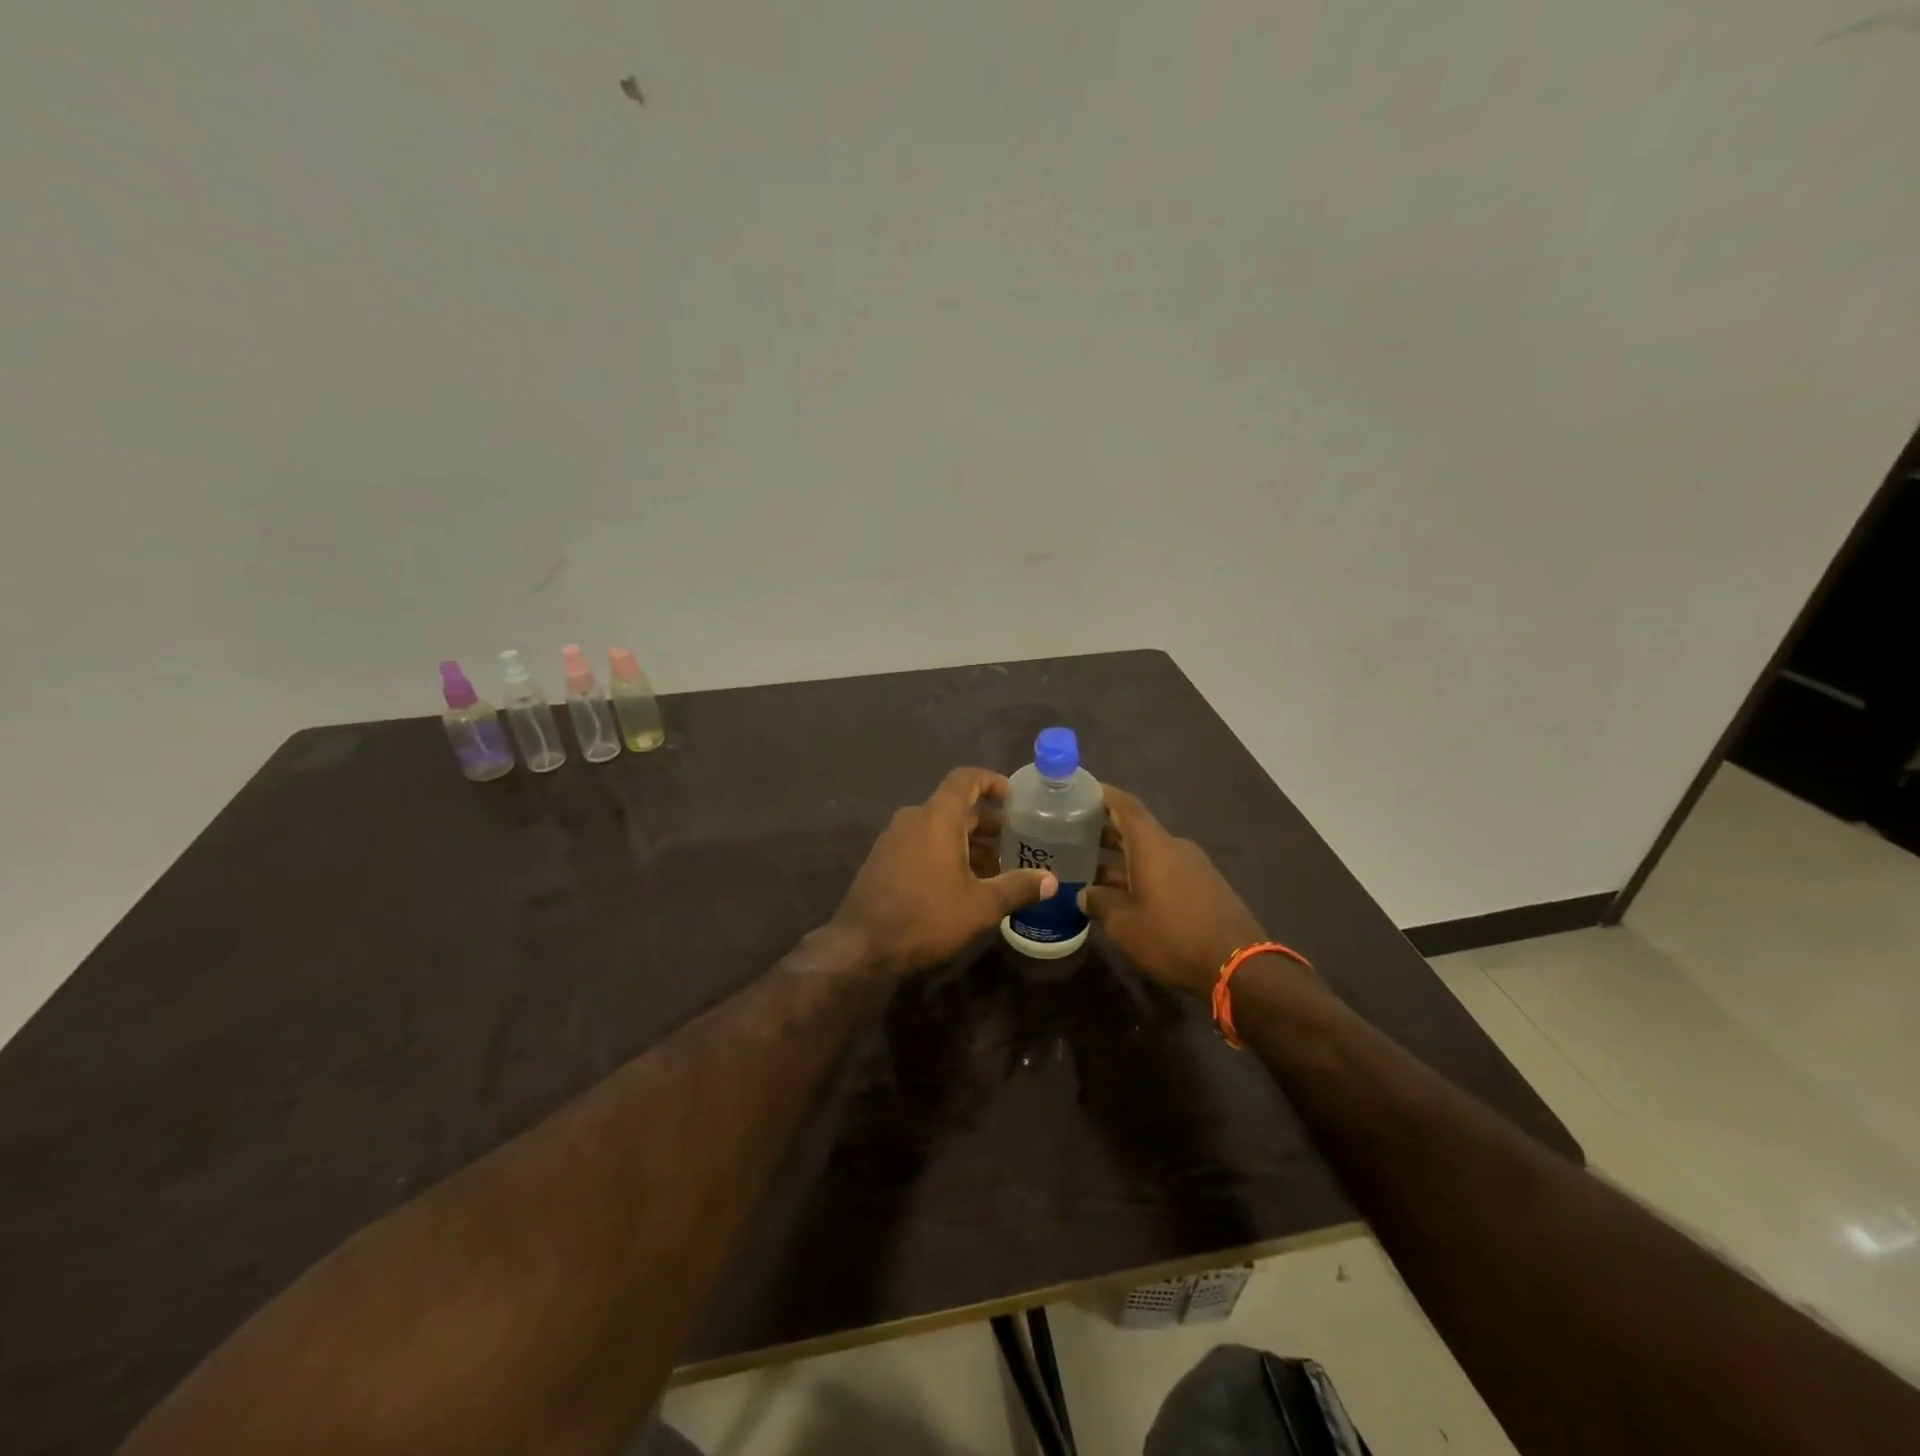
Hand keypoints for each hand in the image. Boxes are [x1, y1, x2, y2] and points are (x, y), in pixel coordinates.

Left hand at [832, 768, 1056, 974]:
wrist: (862, 946)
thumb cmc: (927, 916)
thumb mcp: (981, 906)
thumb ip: (1017, 888)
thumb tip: (1052, 880)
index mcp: (937, 817)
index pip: (965, 779)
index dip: (991, 781)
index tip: (1014, 797)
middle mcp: (913, 819)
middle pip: (955, 807)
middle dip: (987, 822)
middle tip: (1016, 841)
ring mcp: (893, 839)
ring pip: (937, 828)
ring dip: (966, 841)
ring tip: (995, 866)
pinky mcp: (882, 860)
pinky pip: (920, 844)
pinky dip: (944, 853)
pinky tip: (961, 883)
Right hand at [1079, 786, 1268, 999]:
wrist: (1239, 966)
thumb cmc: (1172, 936)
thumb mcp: (1124, 924)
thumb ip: (1100, 903)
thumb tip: (1084, 894)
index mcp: (1152, 845)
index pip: (1125, 805)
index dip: (1103, 794)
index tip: (1080, 791)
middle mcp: (1174, 847)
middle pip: (1136, 829)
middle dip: (1106, 831)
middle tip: (1074, 836)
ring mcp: (1194, 867)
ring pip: (1150, 854)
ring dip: (1123, 860)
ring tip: (1092, 872)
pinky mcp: (1206, 887)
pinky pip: (1166, 871)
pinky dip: (1142, 875)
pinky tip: (1125, 896)